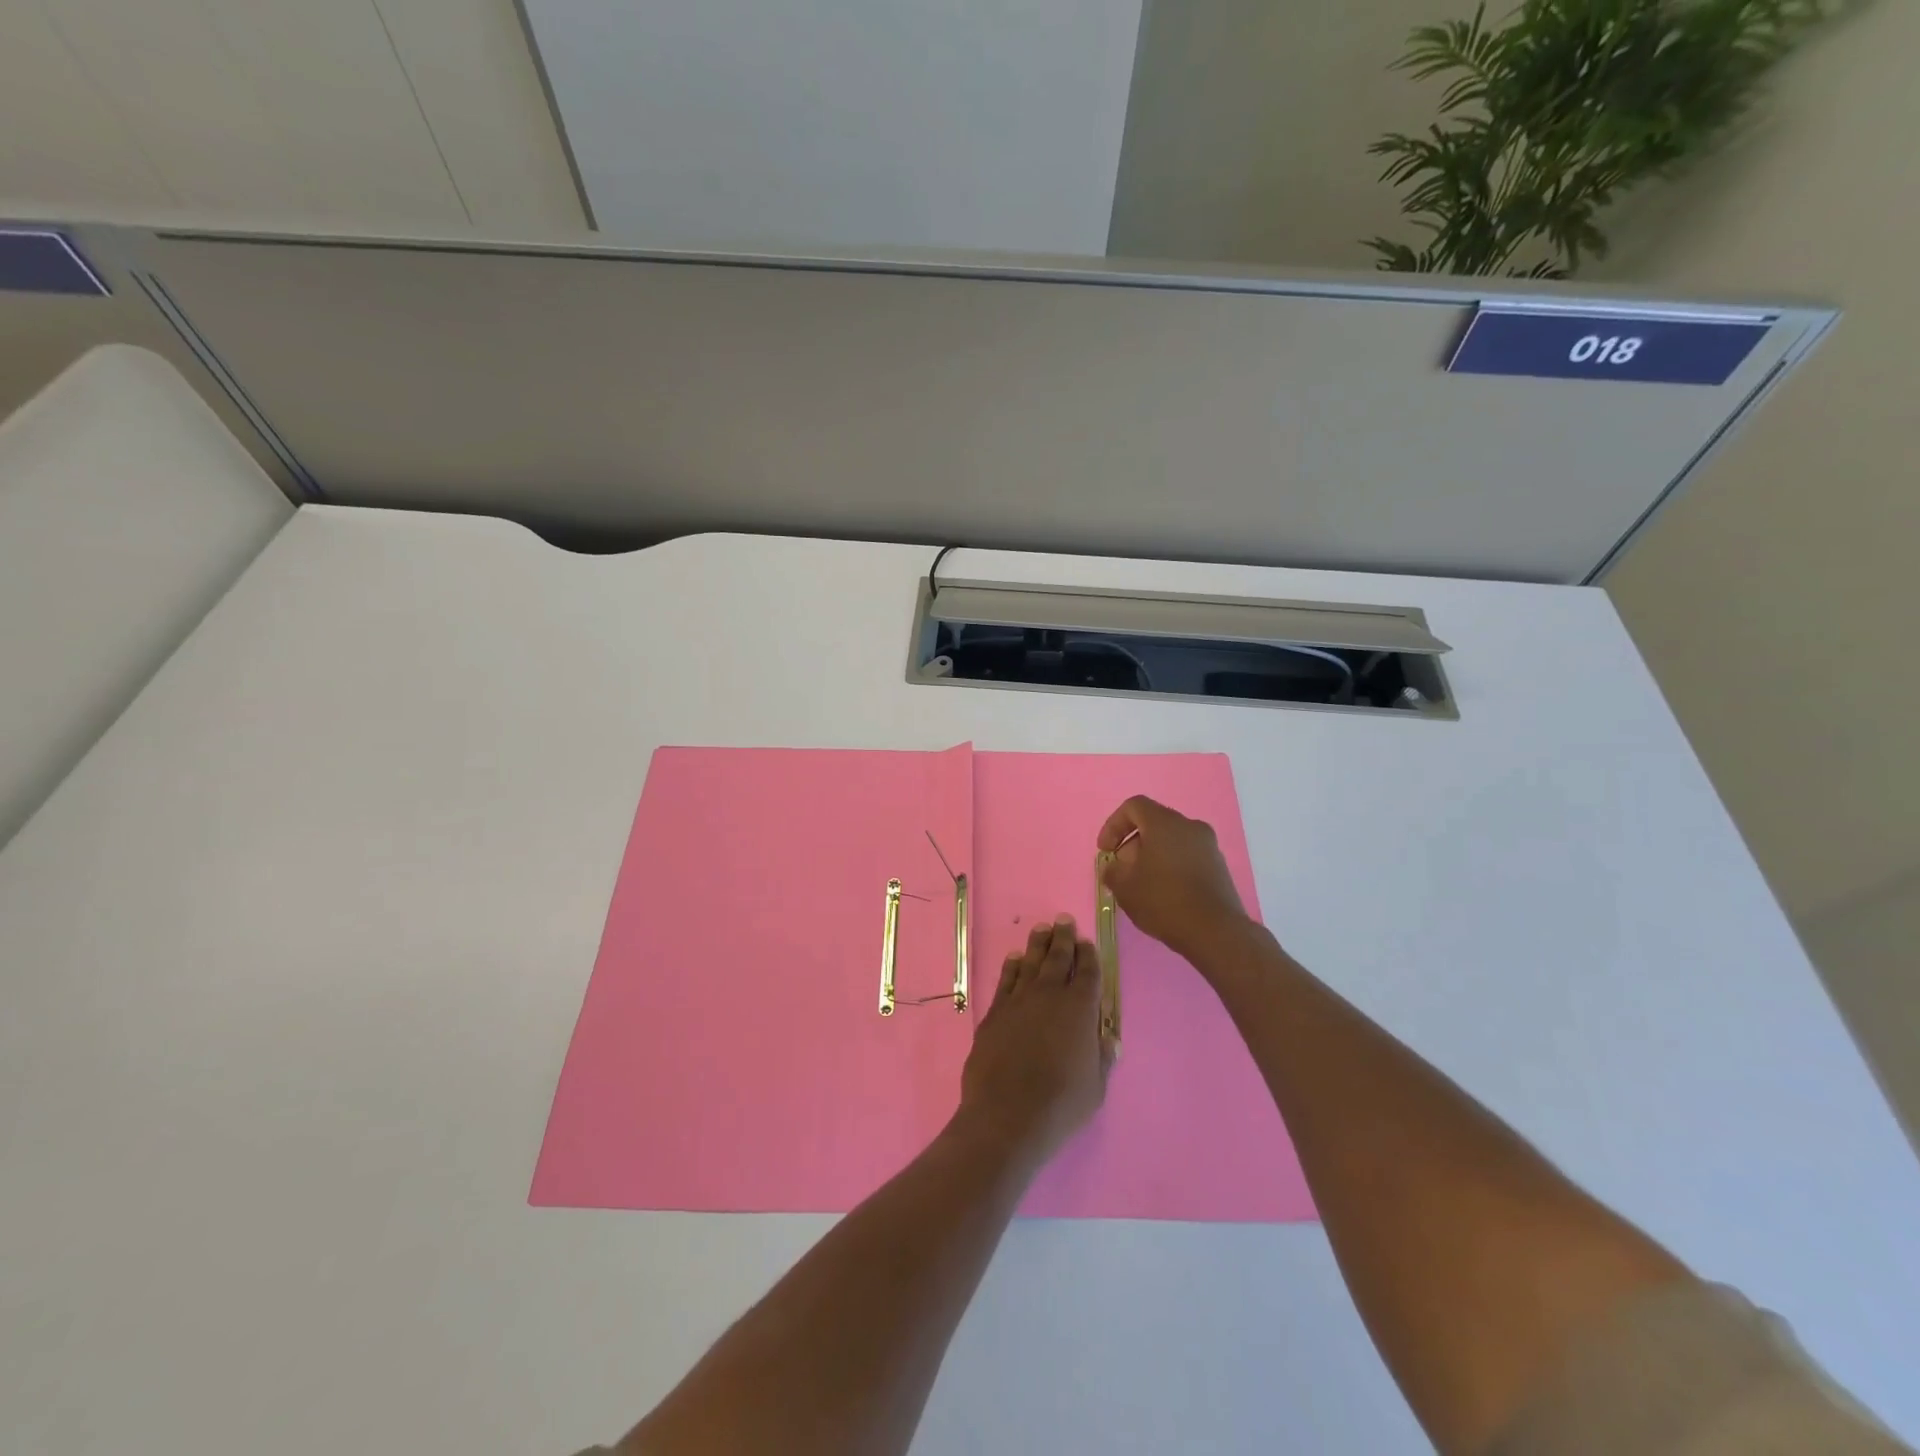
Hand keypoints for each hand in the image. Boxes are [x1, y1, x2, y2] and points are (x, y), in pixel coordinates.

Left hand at [956, 917, 1113, 1170]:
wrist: (1007, 1115)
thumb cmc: (1061, 1104)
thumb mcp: (1096, 1087)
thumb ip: (1102, 1057)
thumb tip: (1108, 1037)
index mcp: (1080, 1009)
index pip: (1088, 972)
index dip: (1089, 955)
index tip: (1087, 942)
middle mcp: (1049, 995)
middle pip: (1058, 958)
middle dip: (1063, 937)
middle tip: (1064, 920)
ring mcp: (1019, 1000)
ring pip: (1030, 962)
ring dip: (1038, 944)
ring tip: (1041, 929)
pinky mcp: (995, 1012)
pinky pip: (1006, 979)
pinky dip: (1011, 966)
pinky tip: (1014, 957)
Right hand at [1097, 795, 1250, 963]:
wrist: (1215, 932)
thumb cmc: (1164, 901)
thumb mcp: (1124, 887)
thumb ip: (1112, 871)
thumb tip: (1114, 867)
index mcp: (1165, 823)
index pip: (1134, 807)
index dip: (1113, 825)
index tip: (1105, 851)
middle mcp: (1190, 826)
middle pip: (1153, 824)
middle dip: (1132, 844)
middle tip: (1122, 871)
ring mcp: (1208, 846)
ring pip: (1171, 841)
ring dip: (1151, 857)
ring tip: (1141, 886)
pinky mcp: (1219, 866)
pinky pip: (1187, 856)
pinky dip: (1171, 866)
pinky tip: (1164, 894)